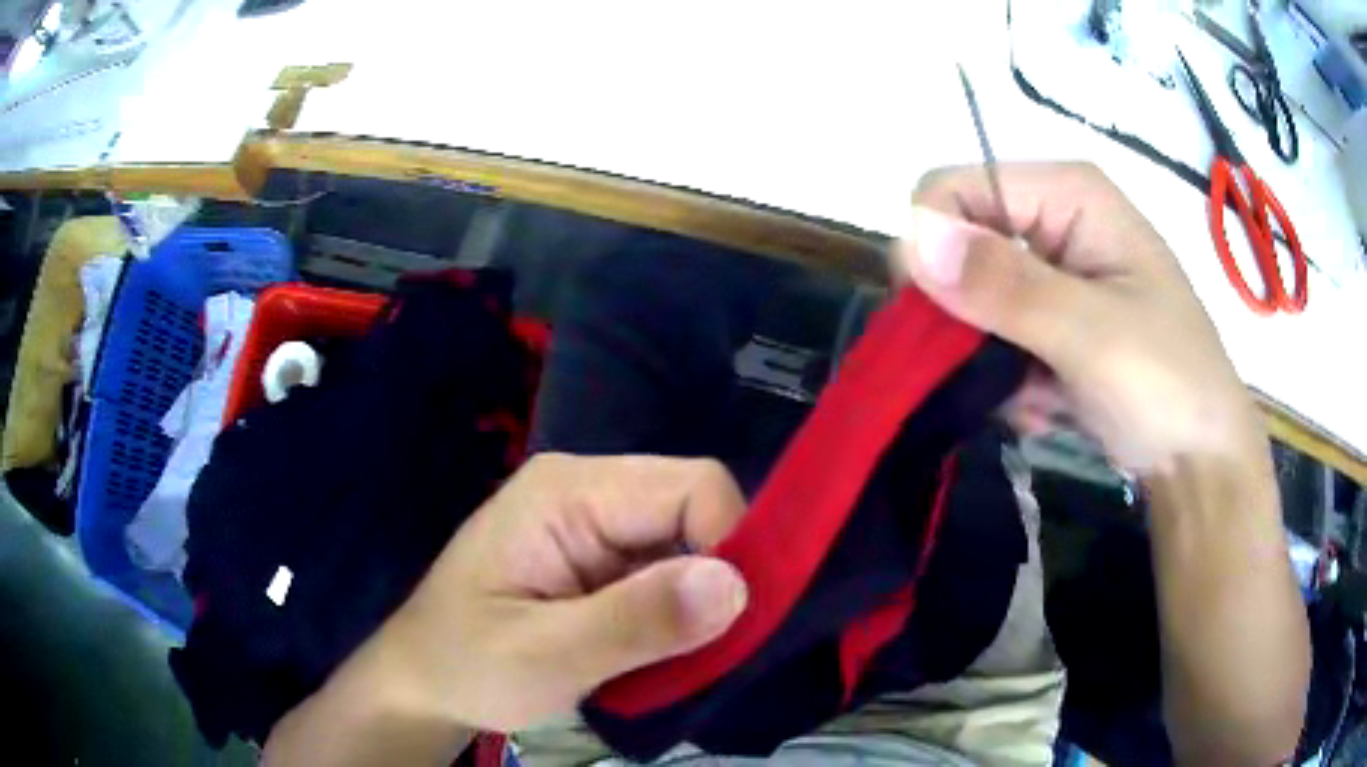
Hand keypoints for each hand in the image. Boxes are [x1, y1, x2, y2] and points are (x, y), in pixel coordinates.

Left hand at [365, 454, 748, 732]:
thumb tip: (736, 586)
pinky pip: (668, 572)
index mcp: (568, 490)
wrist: (423, 683)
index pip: (692, 486)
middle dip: (716, 580)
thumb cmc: (465, 664)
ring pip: (689, 546)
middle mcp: (588, 490)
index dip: (732, 544)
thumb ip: (635, 622)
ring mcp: (593, 524)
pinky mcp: (598, 559)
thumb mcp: (543, 655)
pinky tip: (661, 651)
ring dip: (699, 604)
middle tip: (709, 651)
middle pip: (695, 512)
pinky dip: (679, 614)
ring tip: (680, 659)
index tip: (733, 621)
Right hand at [893, 162, 1263, 474]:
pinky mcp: (1052, 319)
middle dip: (965, 317)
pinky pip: (992, 336)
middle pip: (958, 245)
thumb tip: (910, 240)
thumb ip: (1007, 287)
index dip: (933, 249)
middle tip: (997, 374)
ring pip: (970, 300)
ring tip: (1032, 398)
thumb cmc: (1168, 385)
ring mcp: (1053, 273)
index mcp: (1067, 194)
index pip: (955, 189)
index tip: (938, 325)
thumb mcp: (1093, 336)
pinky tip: (1042, 406)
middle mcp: (1053, 219)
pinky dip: (1005, 379)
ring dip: (987, 358)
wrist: (1200, 460)